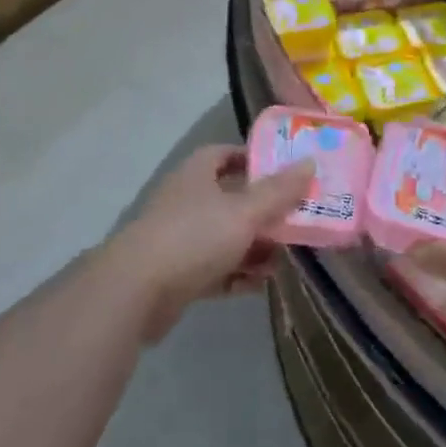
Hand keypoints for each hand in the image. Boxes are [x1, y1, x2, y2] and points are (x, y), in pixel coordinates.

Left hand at [103, 144, 313, 341]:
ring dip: (254, 246)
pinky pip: (216, 269)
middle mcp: (187, 201)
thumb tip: (310, 163)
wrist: (136, 292)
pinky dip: (237, 274)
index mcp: (197, 175)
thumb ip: (279, 191)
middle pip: (231, 198)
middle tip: (297, 219)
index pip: (225, 154)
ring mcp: (179, 239)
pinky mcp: (177, 274)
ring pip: (225, 236)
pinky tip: (261, 284)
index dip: (253, 159)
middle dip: (263, 210)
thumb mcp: (244, 211)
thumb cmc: (194, 237)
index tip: (285, 171)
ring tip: (286, 257)